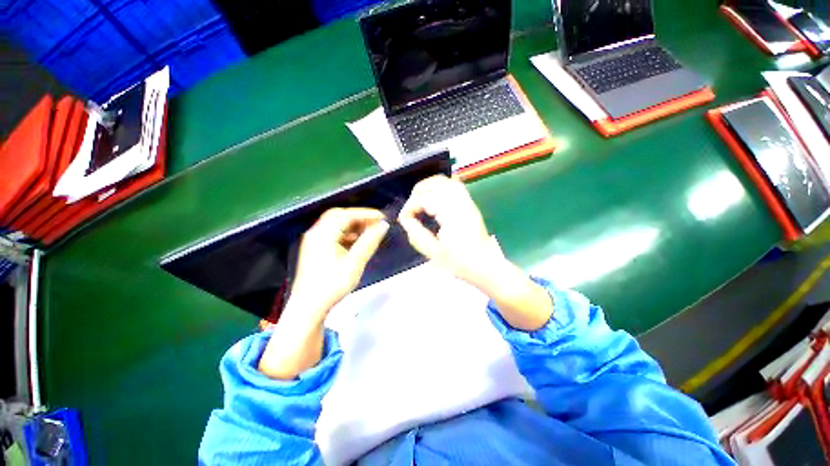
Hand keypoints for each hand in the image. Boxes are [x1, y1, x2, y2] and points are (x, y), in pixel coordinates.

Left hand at [259, 207, 388, 379]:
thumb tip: (383, 226)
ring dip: (353, 226)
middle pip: (338, 217)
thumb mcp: (355, 263)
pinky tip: (357, 243)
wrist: (309, 308)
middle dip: (359, 218)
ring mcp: (314, 242)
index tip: (382, 217)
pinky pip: (333, 235)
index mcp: (323, 234)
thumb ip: (369, 242)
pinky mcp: (316, 250)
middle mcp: (316, 234)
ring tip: (370, 232)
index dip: (365, 214)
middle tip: (375, 223)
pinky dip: (347, 235)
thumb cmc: (332, 285)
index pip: (346, 215)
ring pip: (336, 226)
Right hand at [397, 175, 503, 288]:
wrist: (485, 265)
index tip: (404, 219)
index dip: (410, 207)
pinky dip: (442, 187)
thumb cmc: (462, 263)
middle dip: (418, 191)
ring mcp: (468, 203)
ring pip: (447, 182)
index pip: (425, 199)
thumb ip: (417, 234)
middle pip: (437, 184)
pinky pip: (456, 187)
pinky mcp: (470, 205)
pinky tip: (435, 196)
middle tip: (410, 207)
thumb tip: (405, 220)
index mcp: (452, 215)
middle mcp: (461, 204)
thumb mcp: (435, 253)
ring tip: (419, 198)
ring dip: (430, 186)